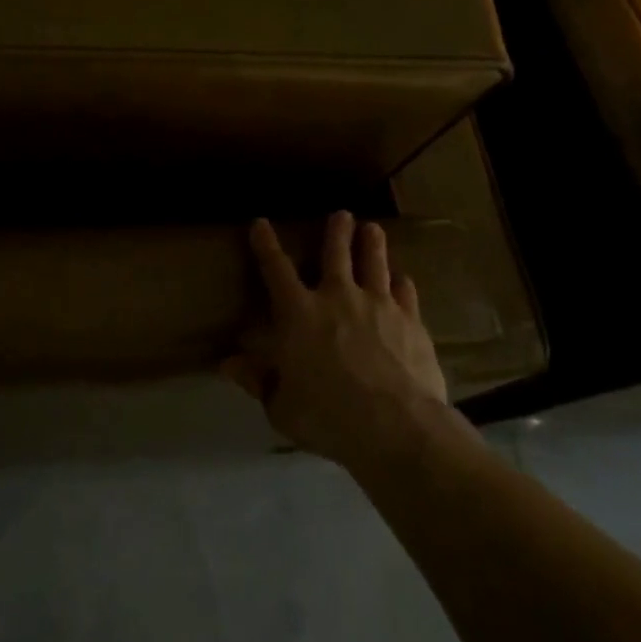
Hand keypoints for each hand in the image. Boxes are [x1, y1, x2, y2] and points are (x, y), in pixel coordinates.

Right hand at [224, 211, 450, 467]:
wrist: (395, 426)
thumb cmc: (327, 416)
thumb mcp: (281, 406)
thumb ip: (258, 380)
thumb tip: (229, 363)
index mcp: (298, 313)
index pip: (276, 270)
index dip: (266, 245)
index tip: (260, 223)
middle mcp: (338, 298)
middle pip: (336, 254)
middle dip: (336, 232)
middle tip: (341, 214)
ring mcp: (379, 306)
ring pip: (374, 264)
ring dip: (372, 244)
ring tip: (372, 228)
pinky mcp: (411, 322)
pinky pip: (406, 293)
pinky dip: (402, 283)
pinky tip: (403, 279)